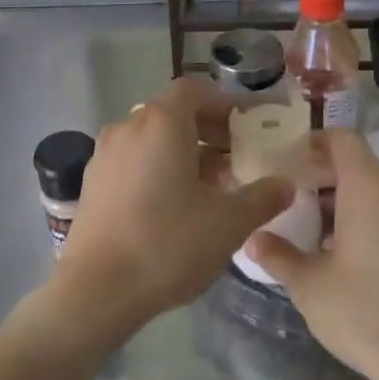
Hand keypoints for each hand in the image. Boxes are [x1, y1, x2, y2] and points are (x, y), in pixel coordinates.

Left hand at [51, 77, 292, 346]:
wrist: (96, 289)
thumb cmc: (168, 244)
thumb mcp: (228, 224)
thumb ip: (262, 198)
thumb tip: (285, 184)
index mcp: (162, 122)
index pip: (196, 90)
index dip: (226, 104)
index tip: (249, 127)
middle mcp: (129, 125)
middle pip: (174, 112)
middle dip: (209, 130)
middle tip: (238, 157)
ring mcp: (105, 152)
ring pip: (153, 137)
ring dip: (184, 150)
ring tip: (211, 185)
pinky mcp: (93, 179)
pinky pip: (134, 157)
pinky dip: (158, 166)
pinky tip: (174, 203)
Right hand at [247, 130, 378, 379]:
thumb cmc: (365, 312)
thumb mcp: (309, 285)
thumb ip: (278, 255)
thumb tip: (253, 239)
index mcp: (369, 187)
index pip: (342, 139)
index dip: (314, 142)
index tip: (288, 160)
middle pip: (359, 163)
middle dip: (324, 175)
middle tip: (293, 197)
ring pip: (378, 188)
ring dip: (346, 198)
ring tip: (316, 228)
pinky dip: (369, 216)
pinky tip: (349, 252)